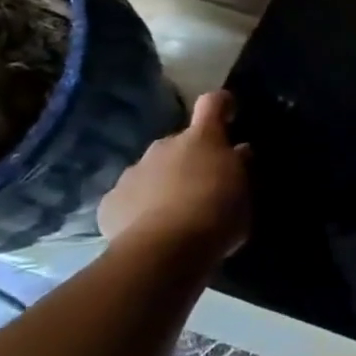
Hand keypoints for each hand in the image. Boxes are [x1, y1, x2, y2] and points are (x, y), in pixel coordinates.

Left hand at [98, 90, 250, 257]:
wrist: (164, 251)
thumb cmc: (217, 215)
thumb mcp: (245, 193)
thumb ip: (240, 169)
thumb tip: (240, 152)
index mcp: (202, 139)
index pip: (212, 104)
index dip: (222, 104)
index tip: (230, 112)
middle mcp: (164, 146)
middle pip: (180, 143)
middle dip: (191, 158)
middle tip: (205, 184)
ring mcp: (133, 172)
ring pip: (153, 170)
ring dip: (165, 183)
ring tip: (177, 213)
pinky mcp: (110, 201)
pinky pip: (130, 197)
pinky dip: (140, 207)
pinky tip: (151, 230)